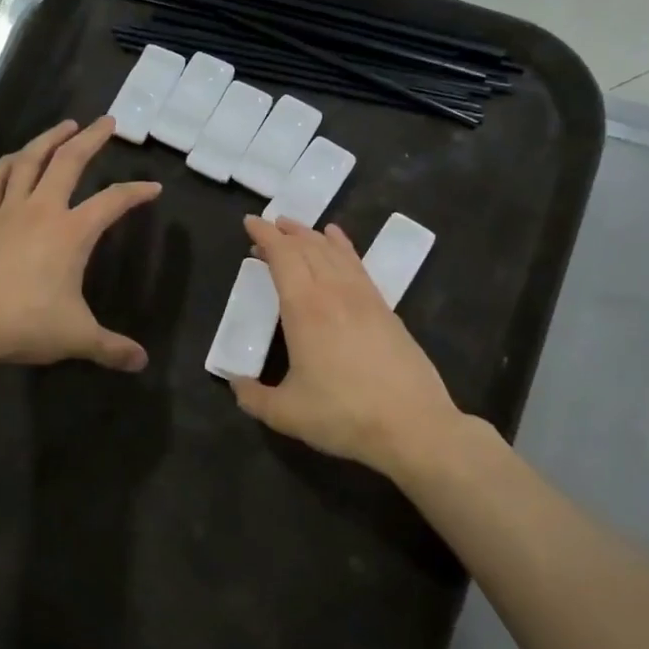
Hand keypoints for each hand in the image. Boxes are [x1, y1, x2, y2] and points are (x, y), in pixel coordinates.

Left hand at [0, 118, 161, 371]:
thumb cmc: (24, 323)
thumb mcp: (76, 337)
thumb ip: (110, 348)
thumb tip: (141, 362)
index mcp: (71, 233)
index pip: (112, 202)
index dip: (135, 193)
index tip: (153, 187)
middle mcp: (41, 211)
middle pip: (68, 162)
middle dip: (91, 139)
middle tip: (107, 122)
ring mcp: (7, 213)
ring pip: (28, 161)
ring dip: (48, 139)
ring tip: (64, 126)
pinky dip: (5, 164)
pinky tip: (13, 158)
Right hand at [230, 215, 468, 479]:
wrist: (412, 425)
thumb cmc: (343, 415)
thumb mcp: (286, 413)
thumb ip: (253, 397)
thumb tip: (235, 384)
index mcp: (305, 309)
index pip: (282, 257)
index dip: (265, 236)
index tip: (250, 222)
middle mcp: (334, 293)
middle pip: (308, 248)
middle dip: (285, 232)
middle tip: (268, 226)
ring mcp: (364, 298)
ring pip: (334, 253)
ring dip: (311, 236)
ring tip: (296, 228)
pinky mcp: (385, 309)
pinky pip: (358, 265)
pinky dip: (344, 247)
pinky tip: (338, 241)